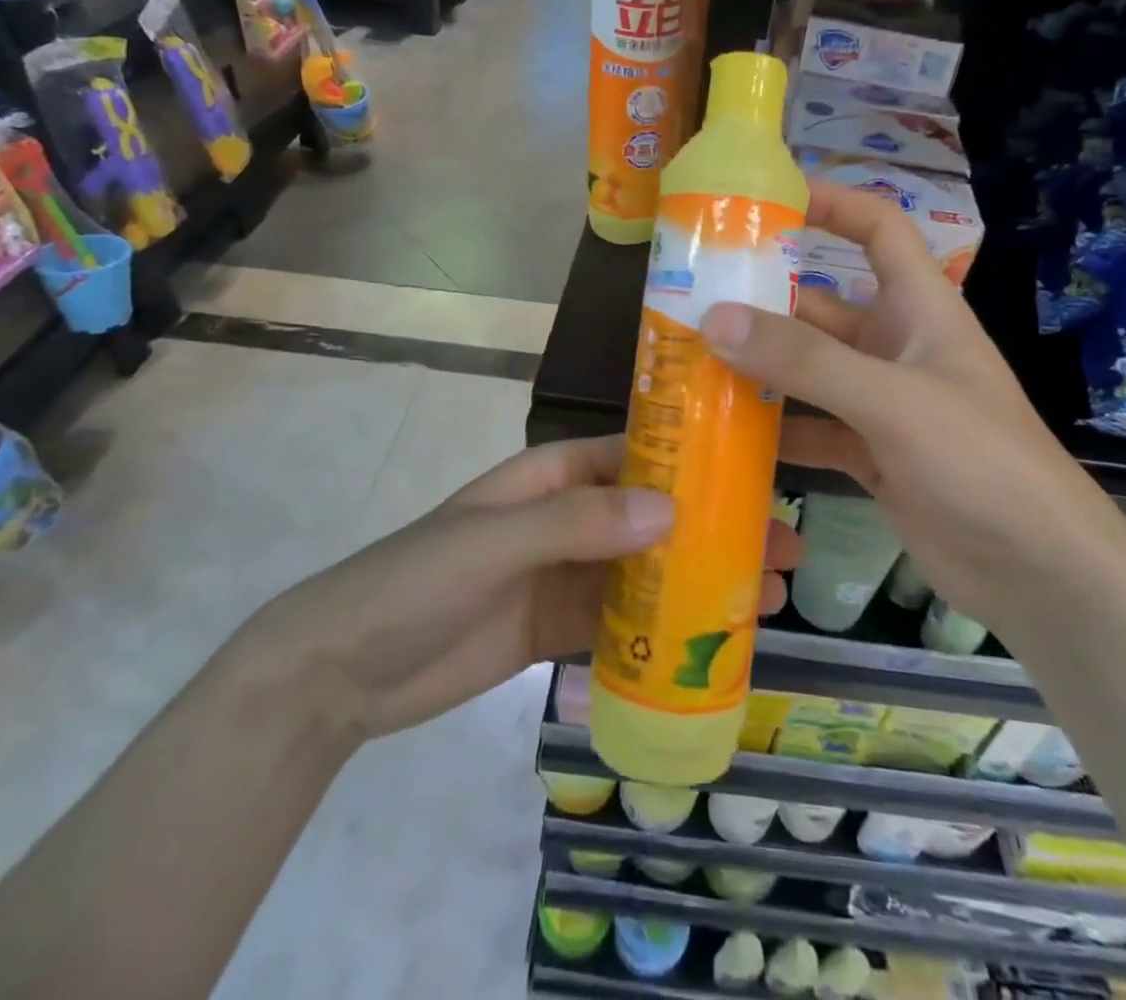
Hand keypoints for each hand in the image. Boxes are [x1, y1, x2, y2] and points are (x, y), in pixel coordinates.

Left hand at [256, 437, 798, 742]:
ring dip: (700, 582)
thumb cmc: (417, 579)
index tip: (756, 475)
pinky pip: (623, 624)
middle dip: (714, 528)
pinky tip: (711, 645)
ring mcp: (566, 575)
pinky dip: (664, 632)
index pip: (637, 455)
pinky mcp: (559, 628)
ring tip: (766, 598)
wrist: (343, 670)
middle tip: (783, 548)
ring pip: (647, 571)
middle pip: (655, 516)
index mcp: (554, 476)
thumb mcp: (494, 539)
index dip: (696, 462)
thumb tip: (672, 512)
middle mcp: (569, 518)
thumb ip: (578, 523)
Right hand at [701, 182, 1114, 626]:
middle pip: (820, 306)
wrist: (1037, 571)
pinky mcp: (870, 454)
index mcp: (918, 308)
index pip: (877, 229)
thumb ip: (805, 360)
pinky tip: (724, 433)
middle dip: (762, 302)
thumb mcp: (892, 400)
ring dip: (758, 368)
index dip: (830, 203)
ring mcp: (881, 403)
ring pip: (807, 371)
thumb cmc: (980, 461)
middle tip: (689, 301)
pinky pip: (810, 427)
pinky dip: (774, 429)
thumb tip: (715, 318)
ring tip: (689, 363)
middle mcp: (896, 346)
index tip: (766, 200)